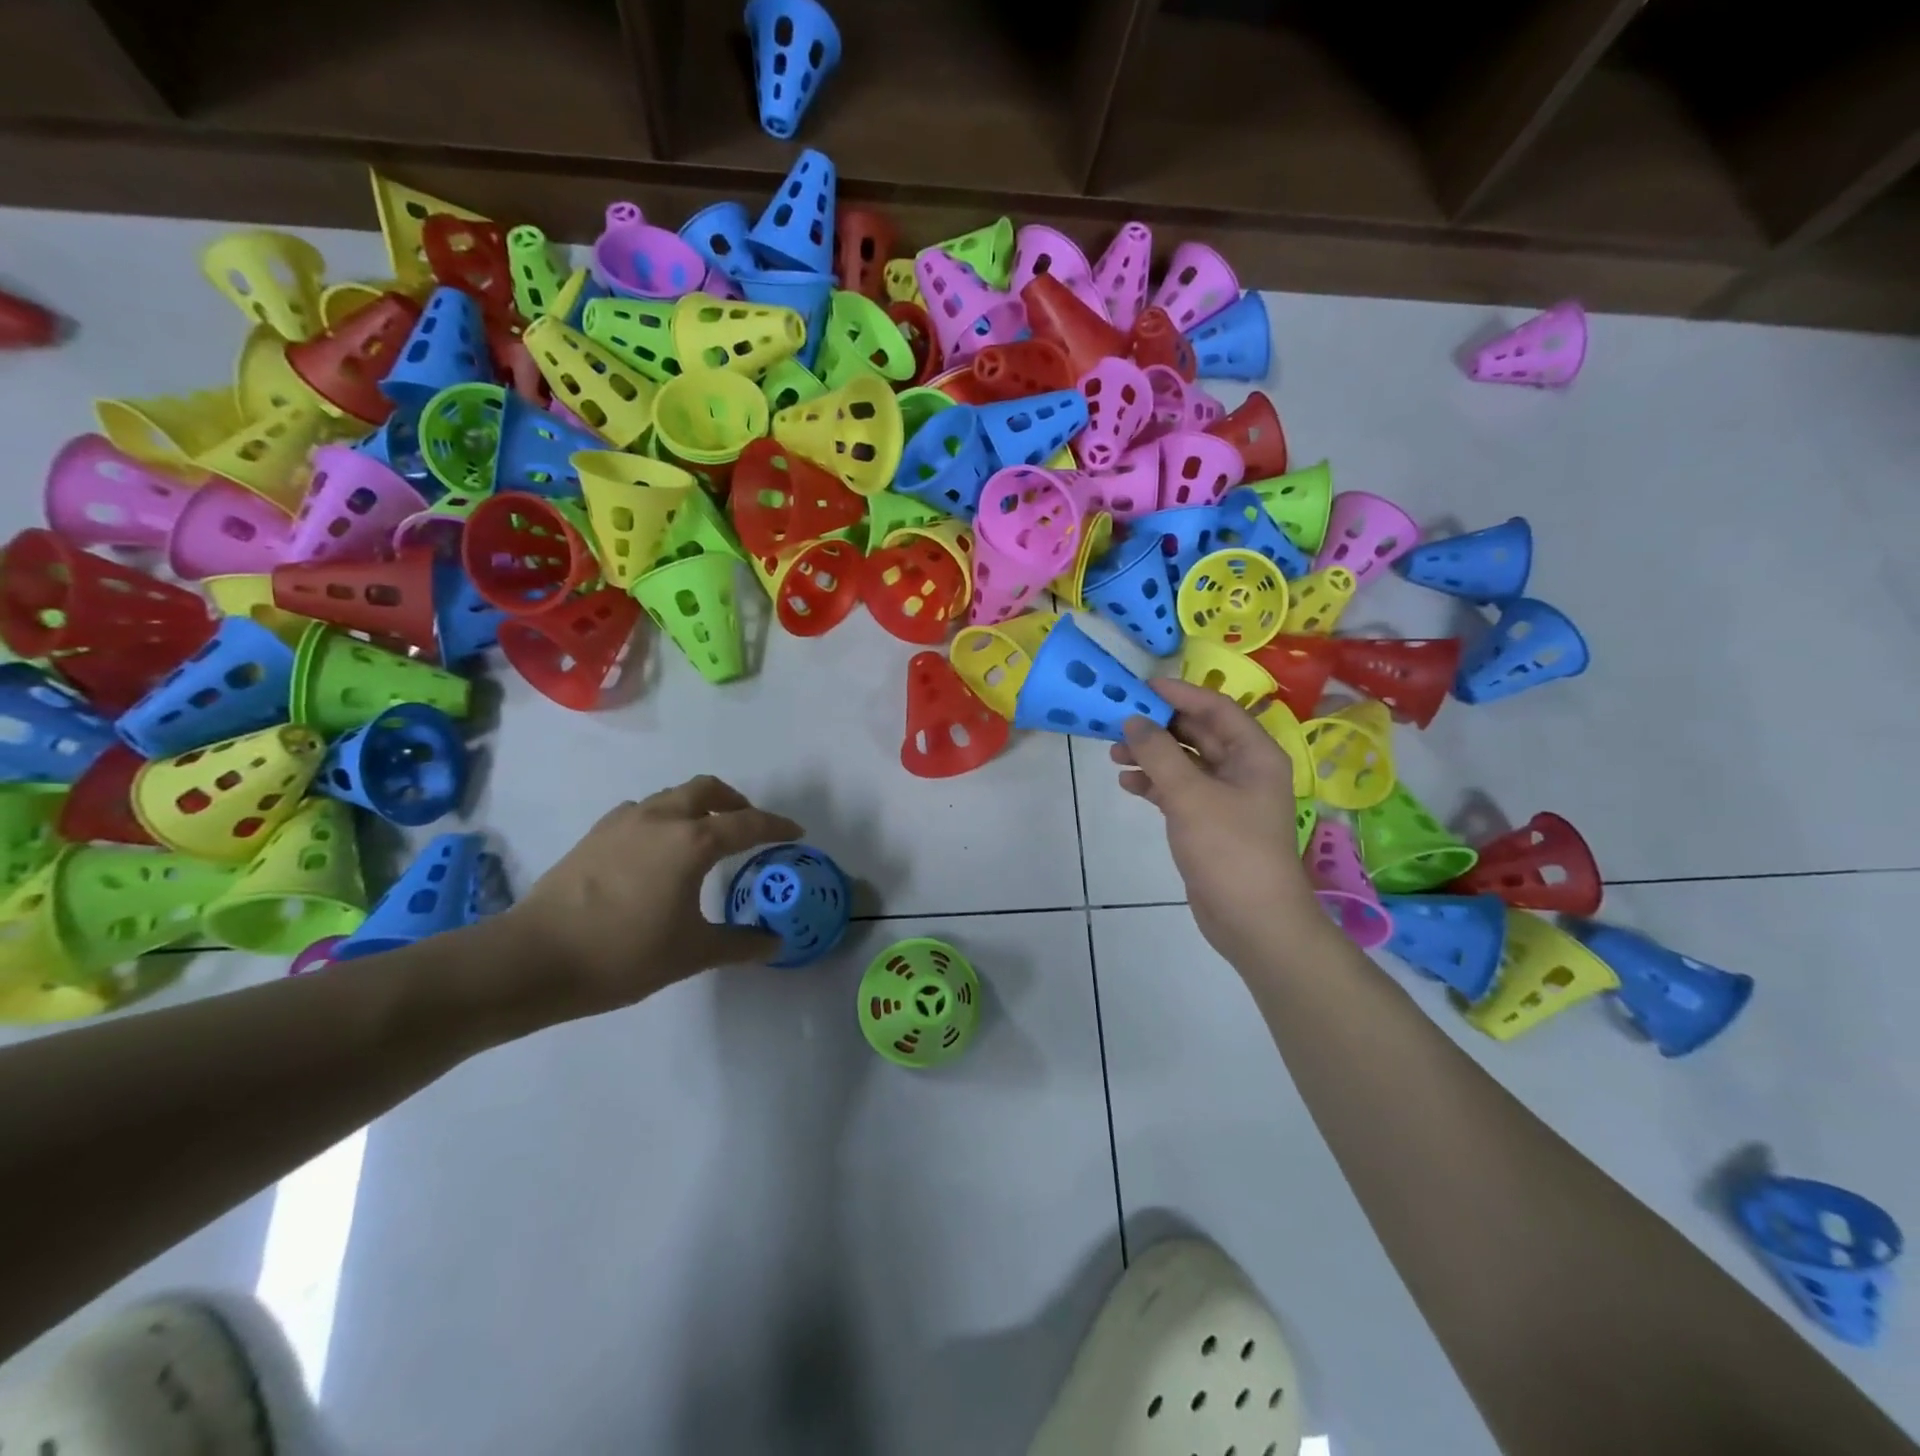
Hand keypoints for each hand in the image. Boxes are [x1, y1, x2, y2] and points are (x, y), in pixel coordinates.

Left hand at [504, 775, 803, 1015]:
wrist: (534, 958)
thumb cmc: (624, 954)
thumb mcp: (692, 953)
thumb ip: (740, 943)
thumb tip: (775, 943)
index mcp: (692, 841)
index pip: (747, 824)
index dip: (777, 826)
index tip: (796, 833)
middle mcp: (661, 818)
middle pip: (707, 790)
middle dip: (735, 802)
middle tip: (748, 826)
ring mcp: (623, 822)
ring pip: (672, 796)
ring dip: (697, 806)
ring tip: (705, 837)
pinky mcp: (595, 834)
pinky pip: (643, 811)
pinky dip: (664, 818)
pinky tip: (658, 851)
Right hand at [1111, 679, 1329, 970]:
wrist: (1252, 919)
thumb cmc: (1229, 848)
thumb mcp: (1190, 795)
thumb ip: (1158, 753)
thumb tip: (1133, 719)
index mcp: (1255, 754)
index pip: (1216, 708)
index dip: (1180, 694)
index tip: (1141, 687)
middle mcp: (1243, 769)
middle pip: (1198, 733)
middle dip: (1158, 727)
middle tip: (1118, 721)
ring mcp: (1227, 798)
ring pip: (1185, 763)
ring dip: (1152, 756)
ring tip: (1114, 755)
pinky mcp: (1209, 822)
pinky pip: (1179, 790)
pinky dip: (1155, 784)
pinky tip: (1128, 784)